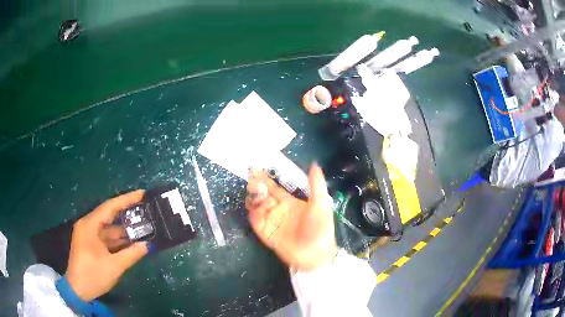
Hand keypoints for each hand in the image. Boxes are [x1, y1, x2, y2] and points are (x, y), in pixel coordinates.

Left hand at [66, 190, 148, 300]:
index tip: (142, 194)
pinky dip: (117, 240)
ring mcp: (88, 235)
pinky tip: (130, 242)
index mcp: (89, 225)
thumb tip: (147, 245)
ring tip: (142, 228)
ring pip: (108, 228)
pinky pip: (106, 237)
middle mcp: (87, 225)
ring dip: (123, 230)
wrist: (78, 290)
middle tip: (144, 210)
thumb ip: (131, 254)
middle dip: (126, 214)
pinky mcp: (90, 244)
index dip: (126, 199)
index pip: (110, 207)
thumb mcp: (114, 266)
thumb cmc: (93, 275)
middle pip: (109, 215)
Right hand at [246, 164, 337, 270]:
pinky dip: (254, 215)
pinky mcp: (266, 233)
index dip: (266, 178)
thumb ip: (316, 185)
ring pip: (257, 206)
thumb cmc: (320, 228)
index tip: (257, 168)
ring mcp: (271, 221)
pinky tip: (255, 209)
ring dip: (253, 198)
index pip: (274, 187)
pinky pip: (256, 222)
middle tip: (250, 176)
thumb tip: (314, 165)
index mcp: (289, 202)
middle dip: (256, 185)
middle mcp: (277, 209)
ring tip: (254, 191)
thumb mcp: (321, 204)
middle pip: (262, 194)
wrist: (316, 254)